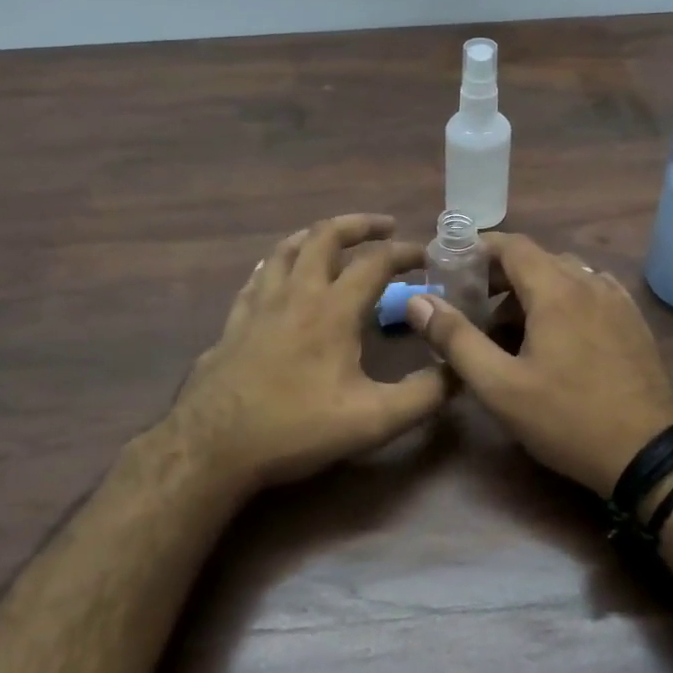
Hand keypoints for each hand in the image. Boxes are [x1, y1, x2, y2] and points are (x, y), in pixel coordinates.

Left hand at [169, 214, 448, 492]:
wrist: (214, 446)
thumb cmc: (296, 428)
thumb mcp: (373, 420)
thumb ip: (423, 395)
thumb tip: (458, 370)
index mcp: (332, 310)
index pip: (375, 262)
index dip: (405, 252)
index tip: (426, 255)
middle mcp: (295, 294)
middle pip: (325, 237)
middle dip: (358, 225)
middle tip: (384, 226)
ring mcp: (258, 305)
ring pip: (286, 250)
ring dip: (316, 236)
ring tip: (334, 238)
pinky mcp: (233, 323)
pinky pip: (257, 277)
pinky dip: (278, 264)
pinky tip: (278, 275)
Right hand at [407, 232, 672, 496]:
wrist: (649, 455)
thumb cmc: (567, 418)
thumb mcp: (500, 386)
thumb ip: (456, 339)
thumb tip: (419, 302)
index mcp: (557, 290)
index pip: (512, 245)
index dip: (478, 251)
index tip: (452, 269)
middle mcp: (590, 283)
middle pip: (538, 260)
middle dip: (501, 277)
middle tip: (474, 308)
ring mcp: (618, 302)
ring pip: (566, 277)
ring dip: (533, 291)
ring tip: (511, 331)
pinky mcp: (634, 323)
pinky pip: (592, 294)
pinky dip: (565, 302)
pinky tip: (557, 338)